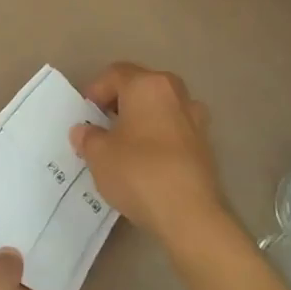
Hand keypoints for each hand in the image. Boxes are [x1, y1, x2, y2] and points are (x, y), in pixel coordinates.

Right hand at [71, 62, 239, 246]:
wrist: (190, 215)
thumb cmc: (138, 172)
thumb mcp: (98, 154)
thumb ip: (88, 136)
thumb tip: (85, 131)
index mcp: (148, 85)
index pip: (115, 74)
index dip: (95, 91)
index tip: (85, 115)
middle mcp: (175, 94)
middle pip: (141, 87)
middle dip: (119, 103)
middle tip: (102, 126)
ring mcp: (196, 119)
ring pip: (160, 109)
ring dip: (141, 120)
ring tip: (124, 145)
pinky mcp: (205, 146)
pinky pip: (174, 131)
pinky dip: (158, 138)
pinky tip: (146, 162)